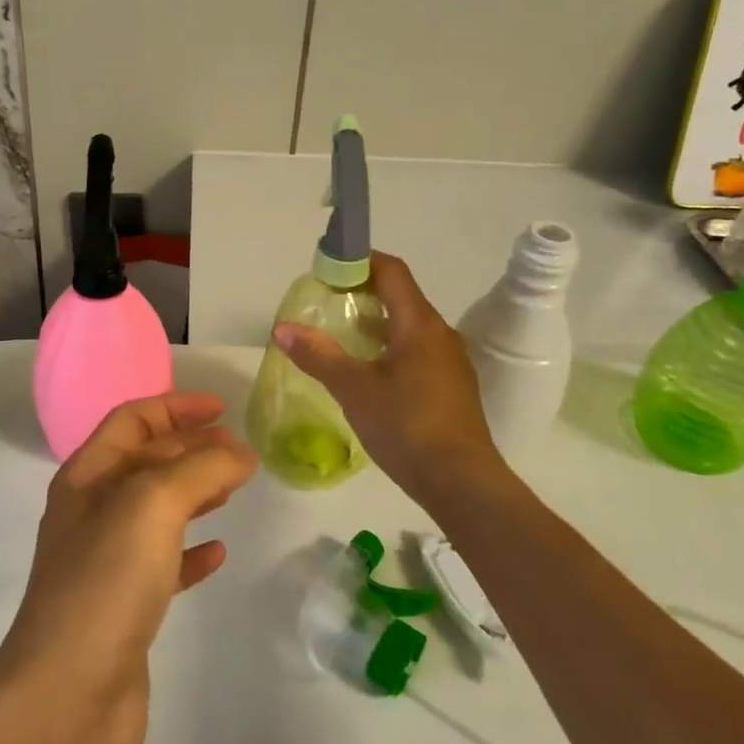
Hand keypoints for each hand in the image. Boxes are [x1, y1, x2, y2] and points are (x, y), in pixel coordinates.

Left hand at [0, 394, 256, 743]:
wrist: (68, 697)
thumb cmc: (106, 581)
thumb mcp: (154, 504)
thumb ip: (201, 469)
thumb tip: (241, 452)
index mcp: (87, 477)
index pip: (132, 421)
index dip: (175, 407)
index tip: (223, 409)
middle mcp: (92, 513)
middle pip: (146, 462)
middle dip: (191, 449)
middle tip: (240, 451)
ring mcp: (107, 562)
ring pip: (157, 512)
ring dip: (195, 493)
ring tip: (235, 489)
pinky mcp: (125, 608)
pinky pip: (164, 564)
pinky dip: (192, 551)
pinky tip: (218, 553)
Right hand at [273, 252, 505, 502]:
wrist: (461, 483)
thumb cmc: (407, 426)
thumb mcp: (354, 389)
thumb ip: (318, 355)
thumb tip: (282, 328)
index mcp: (420, 324)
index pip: (392, 272)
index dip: (360, 260)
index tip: (328, 266)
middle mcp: (440, 335)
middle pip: (400, 298)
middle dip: (362, 293)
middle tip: (325, 302)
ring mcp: (449, 363)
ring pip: (408, 328)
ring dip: (375, 324)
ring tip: (340, 336)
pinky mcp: (450, 388)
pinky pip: (416, 353)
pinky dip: (388, 349)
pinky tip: (367, 373)